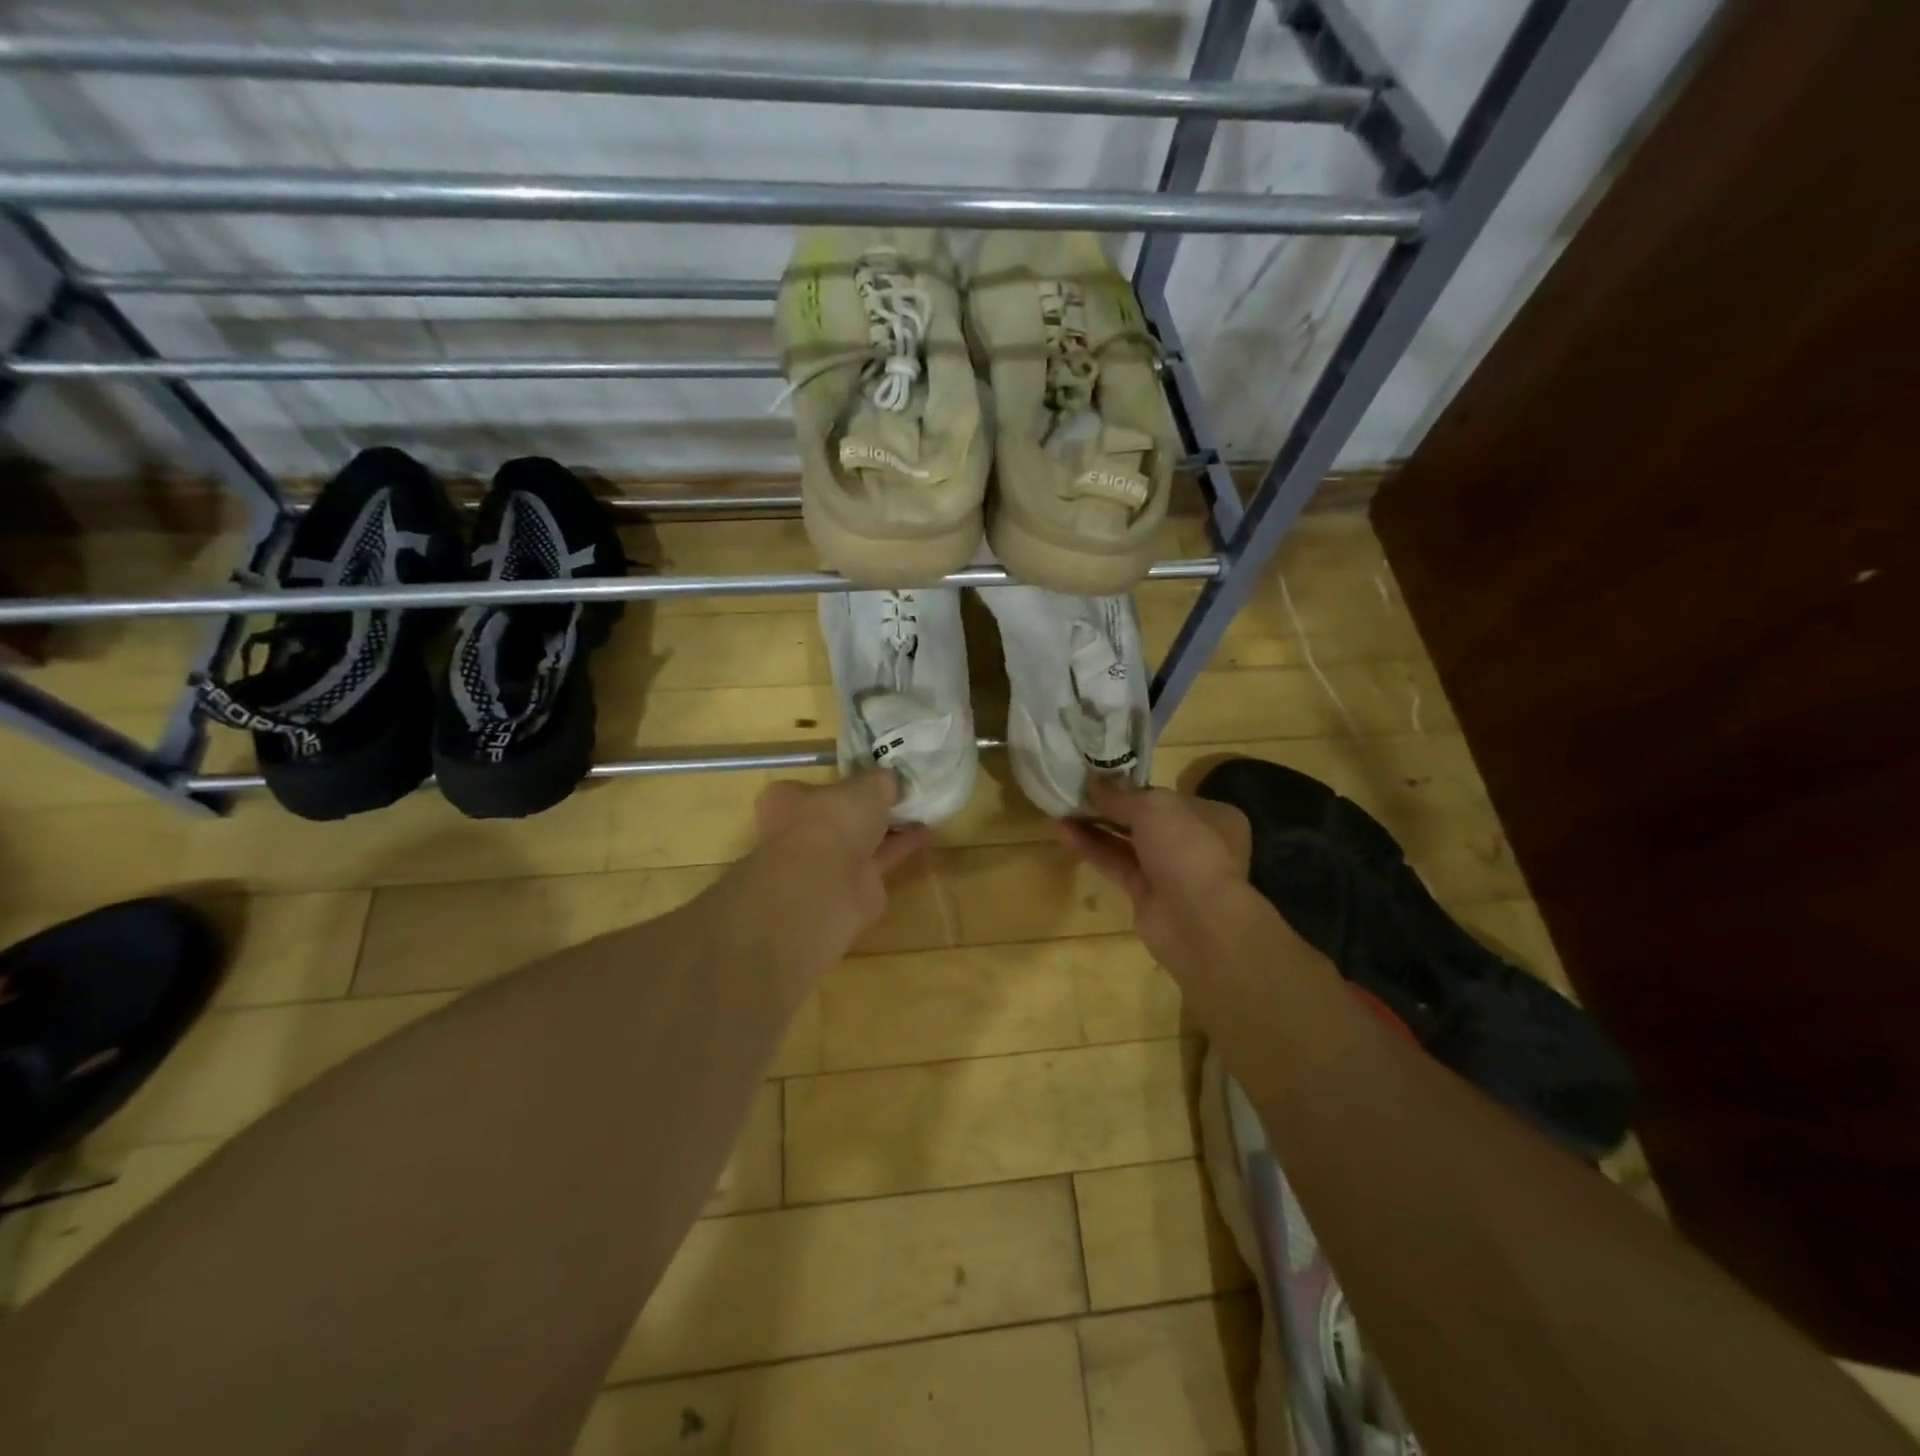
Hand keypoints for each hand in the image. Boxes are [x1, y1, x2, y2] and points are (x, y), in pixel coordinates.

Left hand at [749, 770, 932, 952]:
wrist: (826, 887)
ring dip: (890, 828)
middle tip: (903, 795)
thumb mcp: (866, 785)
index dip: (847, 781)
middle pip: (842, 815)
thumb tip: (889, 782)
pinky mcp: (850, 886)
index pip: (817, 787)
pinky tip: (927, 835)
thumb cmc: (833, 821)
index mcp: (789, 800)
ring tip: (923, 812)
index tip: (876, 778)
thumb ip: (880, 781)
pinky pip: (879, 859)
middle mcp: (801, 831)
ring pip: (862, 839)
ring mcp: (825, 862)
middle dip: (870, 808)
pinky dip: (901, 847)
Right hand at [1057, 777, 1254, 981]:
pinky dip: (1092, 849)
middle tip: (1076, 791)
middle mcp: (1193, 842)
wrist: (1198, 921)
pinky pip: (1116, 865)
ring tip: (1061, 808)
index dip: (1133, 787)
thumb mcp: (1152, 807)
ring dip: (1095, 826)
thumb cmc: (1186, 848)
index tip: (1100, 778)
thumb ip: (1120, 795)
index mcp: (1210, 815)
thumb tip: (1094, 781)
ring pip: (1127, 843)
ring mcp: (1170, 871)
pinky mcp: (1146, 894)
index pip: (1166, 796)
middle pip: (1144, 819)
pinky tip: (1064, 832)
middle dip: (1110, 806)